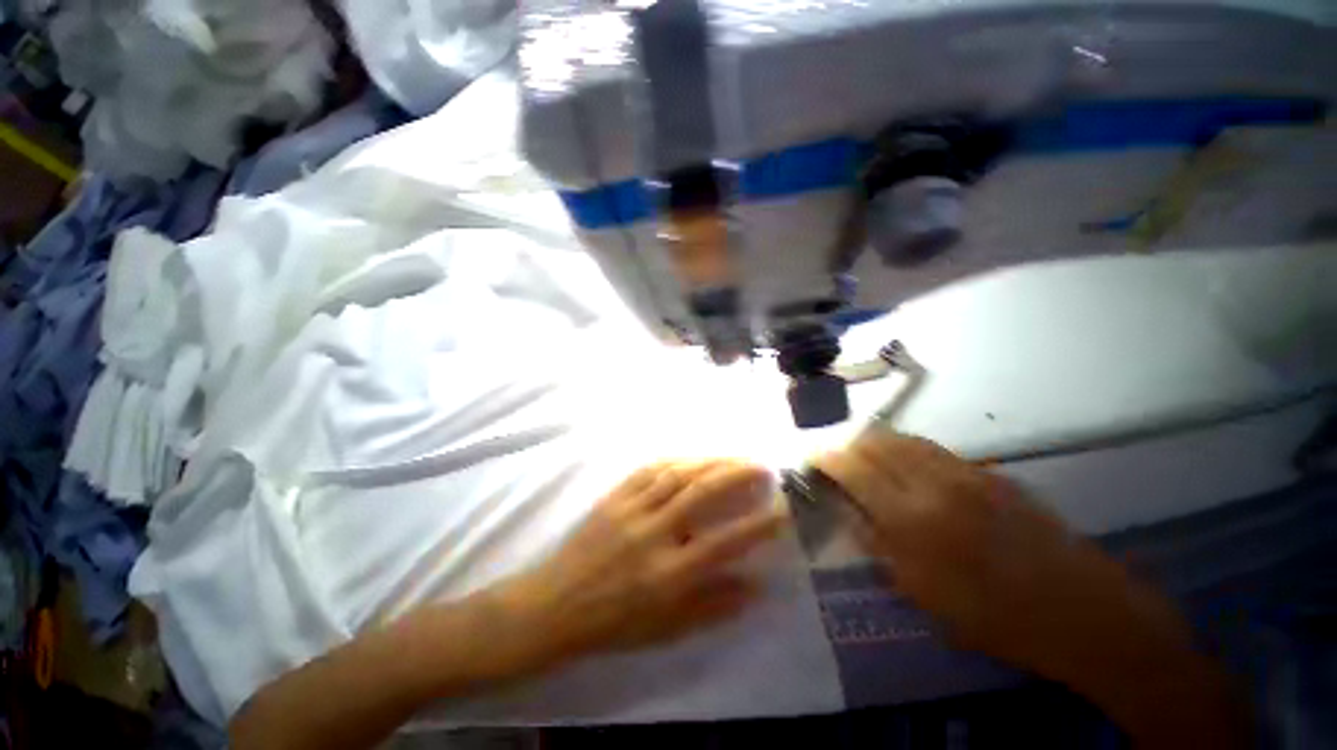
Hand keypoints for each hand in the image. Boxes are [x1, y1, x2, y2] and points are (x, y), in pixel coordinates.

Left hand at [503, 460, 785, 664]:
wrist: (555, 606)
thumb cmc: (614, 624)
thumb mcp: (667, 630)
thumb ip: (713, 606)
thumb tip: (756, 585)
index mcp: (668, 574)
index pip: (724, 542)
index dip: (758, 524)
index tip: (783, 509)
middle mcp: (653, 534)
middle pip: (701, 493)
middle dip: (737, 474)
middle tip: (762, 467)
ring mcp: (631, 510)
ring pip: (678, 474)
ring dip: (711, 461)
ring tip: (735, 457)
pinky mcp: (614, 497)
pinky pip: (649, 469)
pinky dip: (677, 460)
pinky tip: (693, 457)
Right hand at [813, 431, 1192, 682]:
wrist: (1083, 611)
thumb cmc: (994, 617)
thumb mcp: (921, 592)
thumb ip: (875, 543)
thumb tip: (845, 508)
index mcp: (912, 517)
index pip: (852, 467)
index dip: (826, 457)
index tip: (812, 458)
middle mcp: (934, 482)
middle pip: (876, 442)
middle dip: (848, 445)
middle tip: (837, 461)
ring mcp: (966, 472)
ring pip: (904, 439)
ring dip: (876, 443)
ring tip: (865, 459)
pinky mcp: (989, 472)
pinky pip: (933, 449)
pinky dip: (906, 450)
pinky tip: (906, 467)